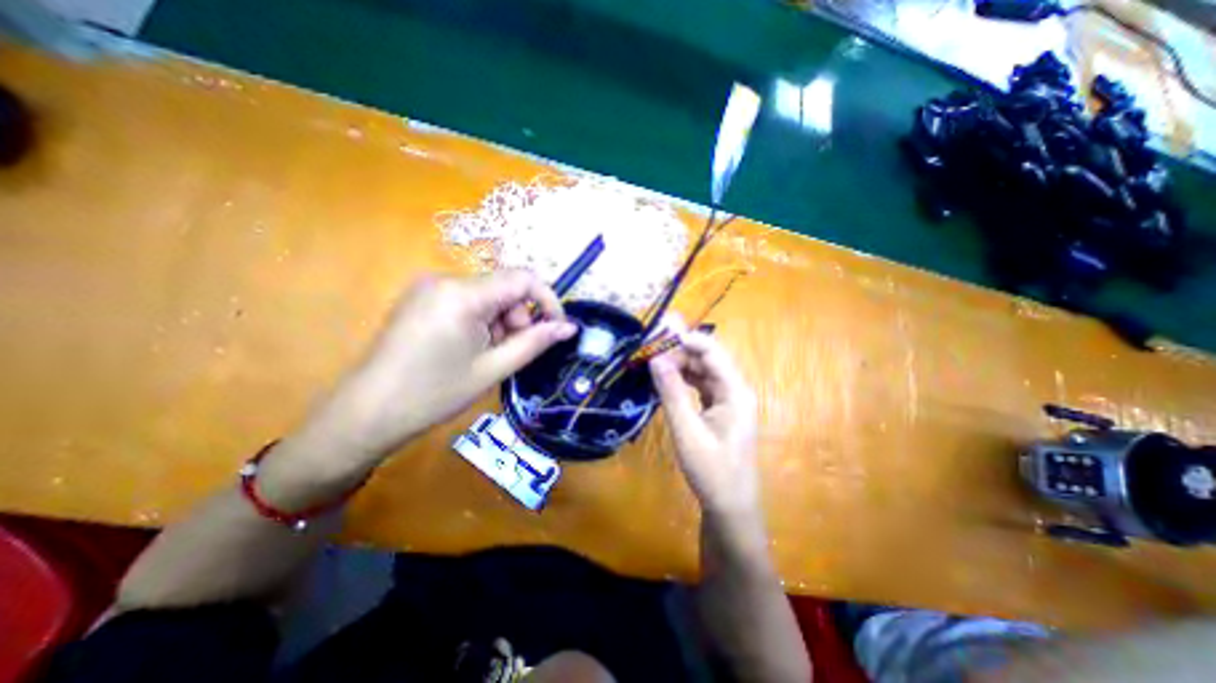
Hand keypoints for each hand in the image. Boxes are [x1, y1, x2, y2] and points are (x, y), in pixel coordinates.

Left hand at [300, 270, 574, 461]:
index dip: (548, 300)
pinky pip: (468, 300)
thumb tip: (569, 327)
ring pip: (488, 295)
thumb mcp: (493, 369)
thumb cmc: (434, 394)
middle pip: (504, 287)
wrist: (367, 413)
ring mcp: (429, 286)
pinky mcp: (422, 297)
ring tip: (487, 355)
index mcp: (463, 294)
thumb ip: (535, 342)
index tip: (557, 328)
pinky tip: (469, 347)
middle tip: (511, 352)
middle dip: (519, 317)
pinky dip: (481, 321)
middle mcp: (445, 279)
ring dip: (500, 322)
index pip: (523, 278)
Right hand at [646, 328, 755, 516]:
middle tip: (650, 349)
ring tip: (653, 361)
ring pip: (702, 372)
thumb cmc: (712, 471)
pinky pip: (700, 386)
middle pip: (707, 359)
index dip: (686, 339)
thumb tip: (656, 358)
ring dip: (679, 365)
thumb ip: (671, 392)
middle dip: (679, 351)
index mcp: (735, 391)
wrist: (729, 507)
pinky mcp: (719, 410)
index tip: (659, 333)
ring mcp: (728, 400)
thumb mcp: (687, 430)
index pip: (712, 352)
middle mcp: (735, 390)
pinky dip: (683, 380)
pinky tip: (665, 380)